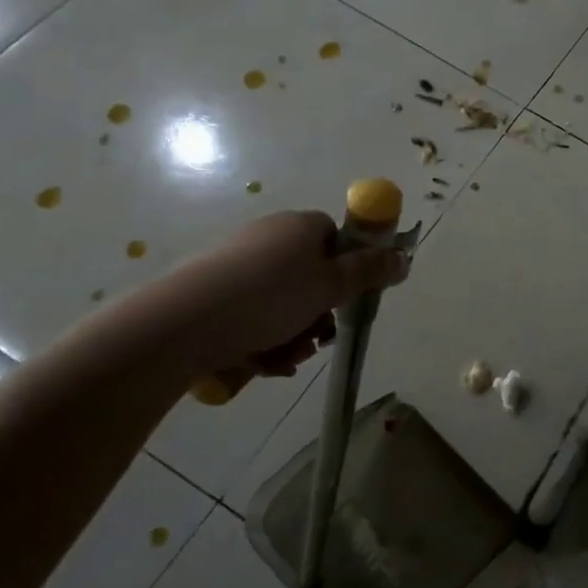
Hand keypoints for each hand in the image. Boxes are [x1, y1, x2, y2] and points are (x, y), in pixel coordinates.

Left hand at [127, 211, 408, 391]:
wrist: (184, 323)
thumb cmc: (270, 297)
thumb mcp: (331, 286)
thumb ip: (369, 272)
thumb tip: (403, 256)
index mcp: (298, 226)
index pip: (334, 238)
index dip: (346, 269)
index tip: (347, 298)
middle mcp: (268, 238)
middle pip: (311, 276)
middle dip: (319, 313)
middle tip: (319, 337)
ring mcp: (236, 265)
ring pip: (283, 304)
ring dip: (294, 334)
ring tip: (286, 356)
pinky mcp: (212, 294)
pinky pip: (252, 317)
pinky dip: (263, 340)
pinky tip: (260, 361)